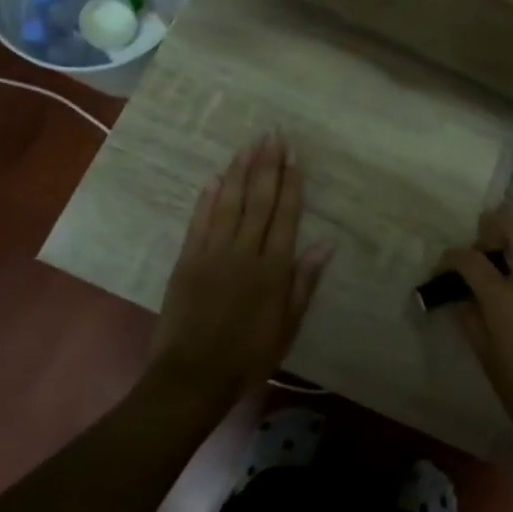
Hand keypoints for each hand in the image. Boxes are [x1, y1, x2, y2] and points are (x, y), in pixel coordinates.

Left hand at [146, 134, 333, 406]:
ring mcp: (212, 253)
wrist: (193, 376)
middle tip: (272, 135)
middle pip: (259, 200)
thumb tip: (325, 244)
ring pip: (230, 203)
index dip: (291, 183)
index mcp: (273, 269)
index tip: (294, 155)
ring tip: (248, 145)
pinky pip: (199, 221)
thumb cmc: (250, 356)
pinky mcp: (187, 260)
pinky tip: (215, 178)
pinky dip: (208, 198)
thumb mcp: (288, 326)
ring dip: (240, 172)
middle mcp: (244, 252)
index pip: (285, 215)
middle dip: (267, 165)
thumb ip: (304, 282)